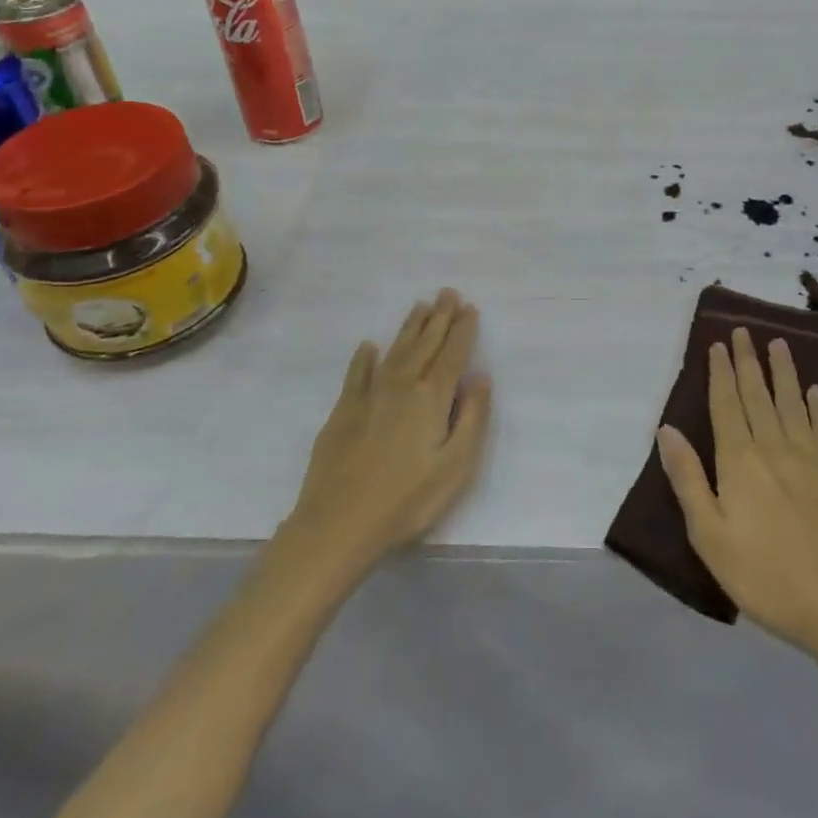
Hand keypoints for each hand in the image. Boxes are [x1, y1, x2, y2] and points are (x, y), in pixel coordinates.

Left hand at [276, 289, 491, 586]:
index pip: (452, 355)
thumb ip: (472, 418)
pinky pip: (357, 375)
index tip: (470, 308)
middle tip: (447, 292)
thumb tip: (481, 377)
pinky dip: (364, 359)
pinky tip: (368, 347)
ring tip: (420, 306)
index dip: (463, 330)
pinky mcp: (343, 412)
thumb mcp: (456, 466)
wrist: (336, 525)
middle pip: (424, 344)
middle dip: (439, 318)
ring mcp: (368, 396)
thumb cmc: (406, 500)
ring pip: (394, 351)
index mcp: (431, 398)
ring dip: (409, 328)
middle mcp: (401, 386)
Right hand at [658, 327, 817, 658]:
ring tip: (778, 343)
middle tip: (744, 331)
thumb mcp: (709, 535)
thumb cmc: (762, 574)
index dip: (721, 373)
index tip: (718, 345)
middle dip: (748, 361)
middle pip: (757, 395)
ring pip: (792, 403)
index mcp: (739, 462)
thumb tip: (667, 429)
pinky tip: (815, 390)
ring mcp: (810, 458)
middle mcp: (773, 448)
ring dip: (783, 371)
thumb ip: (688, 478)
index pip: (726, 405)